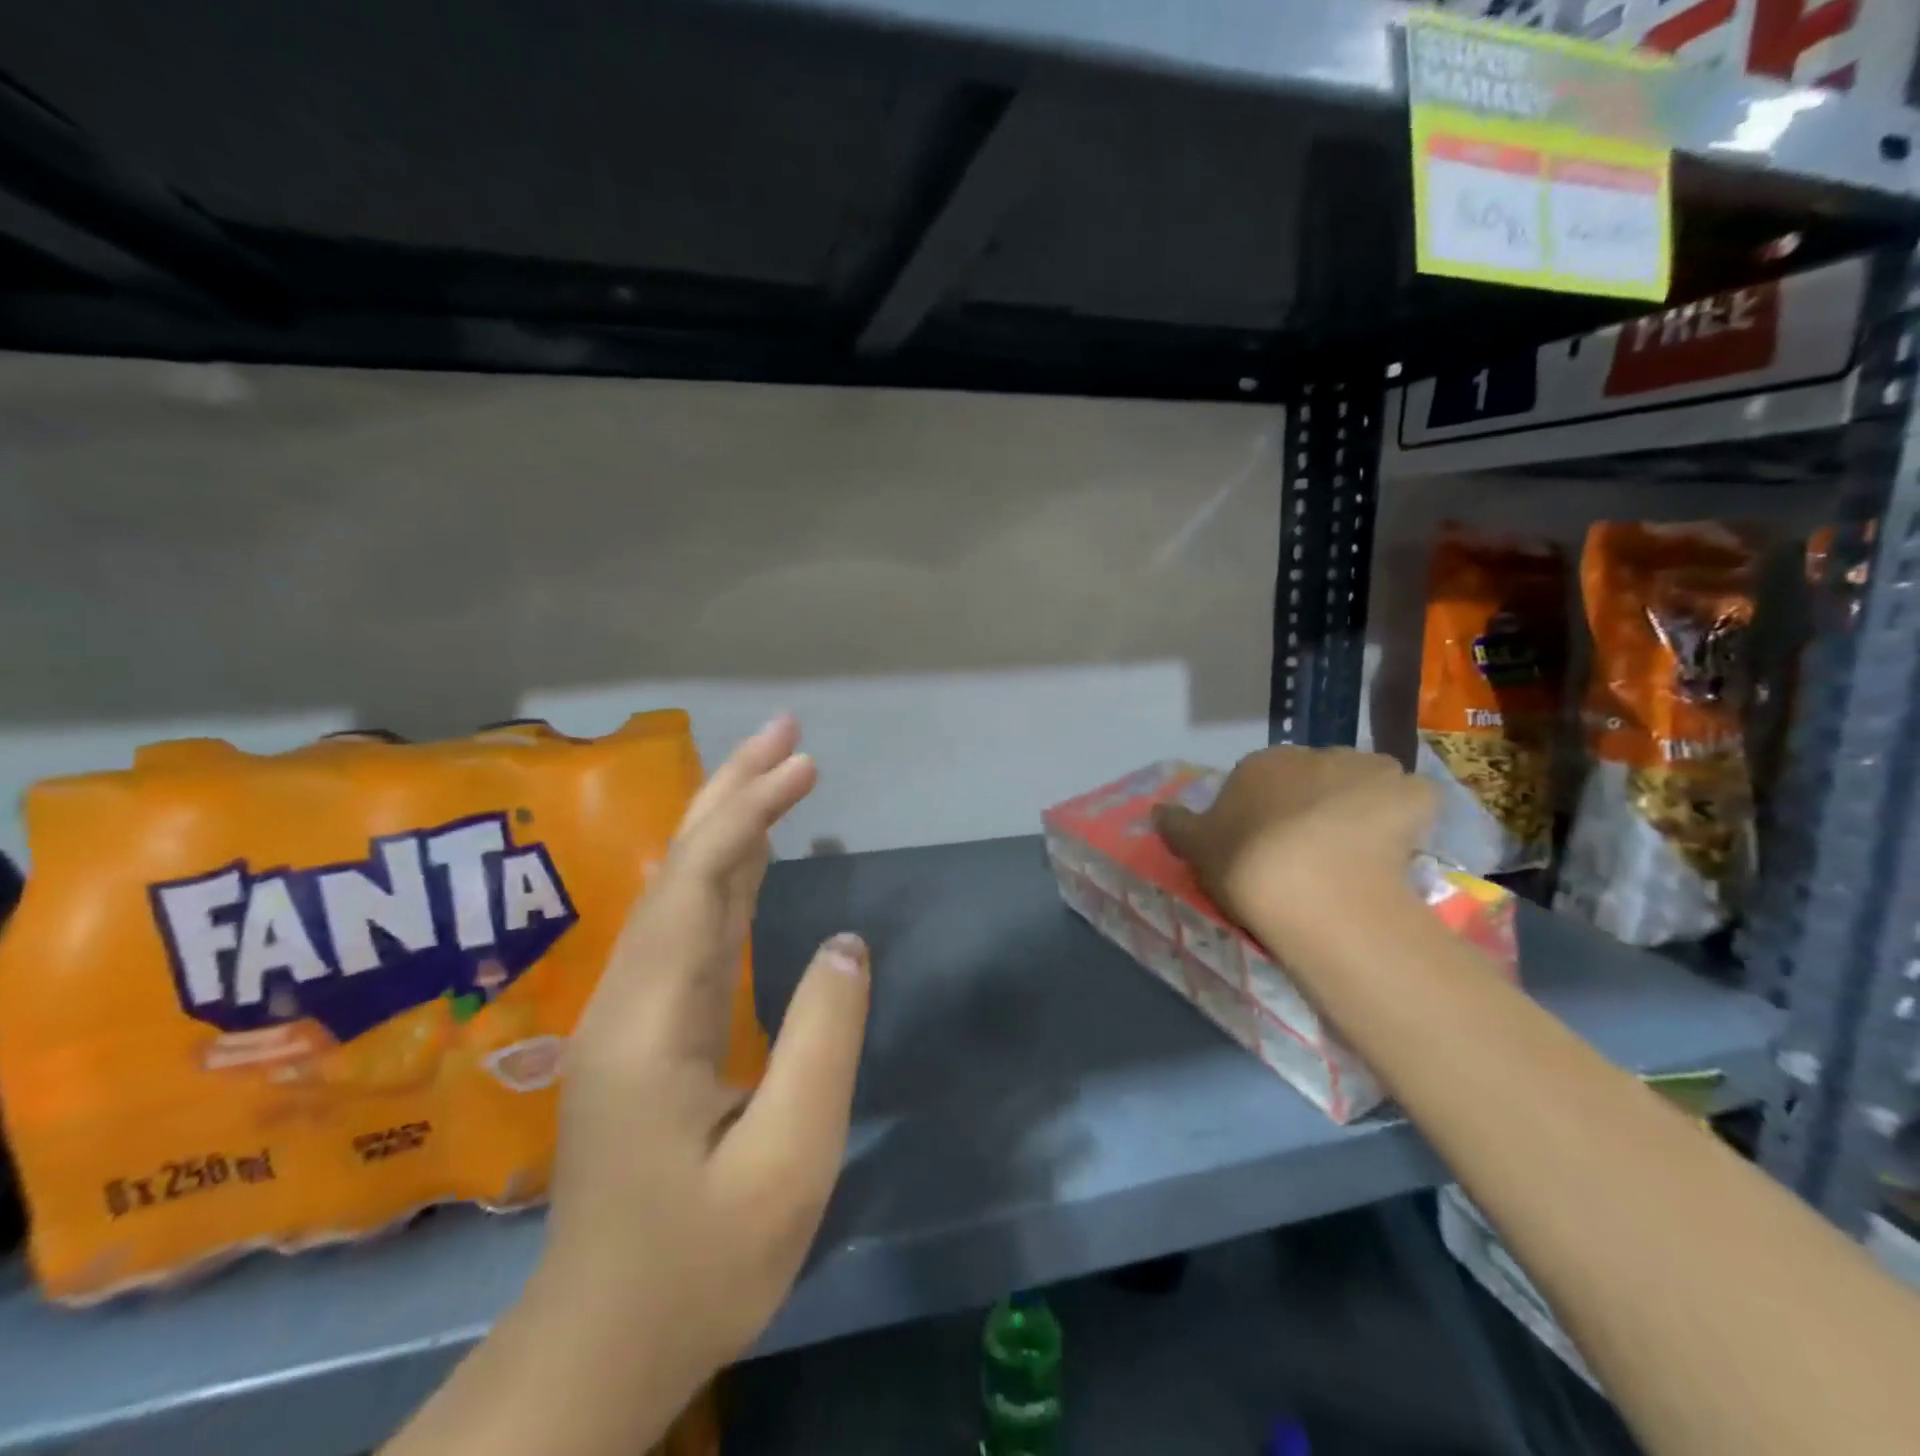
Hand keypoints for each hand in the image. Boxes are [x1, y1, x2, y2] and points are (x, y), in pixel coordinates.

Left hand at [539, 714, 869, 1393]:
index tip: (807, 765)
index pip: (701, 883)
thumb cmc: (701, 1263)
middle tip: (786, 732)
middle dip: (733, 790)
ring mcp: (632, 1010)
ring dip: (728, 822)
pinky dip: (725, 873)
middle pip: (682, 867)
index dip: (752, 813)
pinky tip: (751, 851)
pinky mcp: (646, 1026)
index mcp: (652, 1021)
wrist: (603, 1341)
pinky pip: (690, 926)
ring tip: (775, 768)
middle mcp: (630, 996)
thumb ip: (822, 1041)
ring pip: (682, 889)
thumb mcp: (787, 1162)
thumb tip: (846, 944)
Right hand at [1153, 745, 1435, 931]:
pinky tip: (1399, 847)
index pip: (1263, 780)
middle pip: (1316, 776)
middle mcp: (1314, 754)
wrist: (1313, 889)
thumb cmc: (1246, 864)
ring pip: (1366, 782)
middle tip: (1313, 850)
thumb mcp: (1196, 849)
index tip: (1267, 846)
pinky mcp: (1411, 793)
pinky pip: (1412, 801)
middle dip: (1316, 803)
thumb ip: (1176, 825)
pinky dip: (1408, 817)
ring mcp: (1367, 771)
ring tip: (1360, 849)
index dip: (1266, 812)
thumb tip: (1156, 809)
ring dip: (1363, 803)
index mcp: (1261, 764)